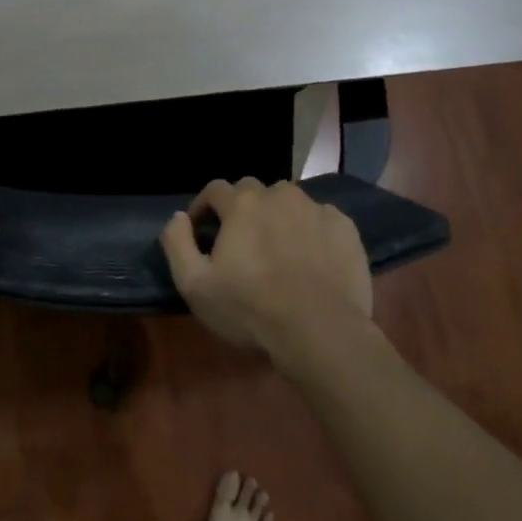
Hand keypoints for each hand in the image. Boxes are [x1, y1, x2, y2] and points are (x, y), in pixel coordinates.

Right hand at [160, 178, 372, 366]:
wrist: (320, 331)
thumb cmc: (251, 309)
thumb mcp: (195, 285)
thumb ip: (177, 243)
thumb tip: (178, 217)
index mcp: (242, 204)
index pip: (215, 189)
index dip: (204, 207)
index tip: (202, 231)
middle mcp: (279, 194)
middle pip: (253, 191)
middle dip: (242, 210)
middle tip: (242, 243)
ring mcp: (315, 208)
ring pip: (289, 201)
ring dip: (278, 216)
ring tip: (278, 249)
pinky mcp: (344, 227)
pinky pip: (320, 218)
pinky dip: (311, 231)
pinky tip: (311, 258)